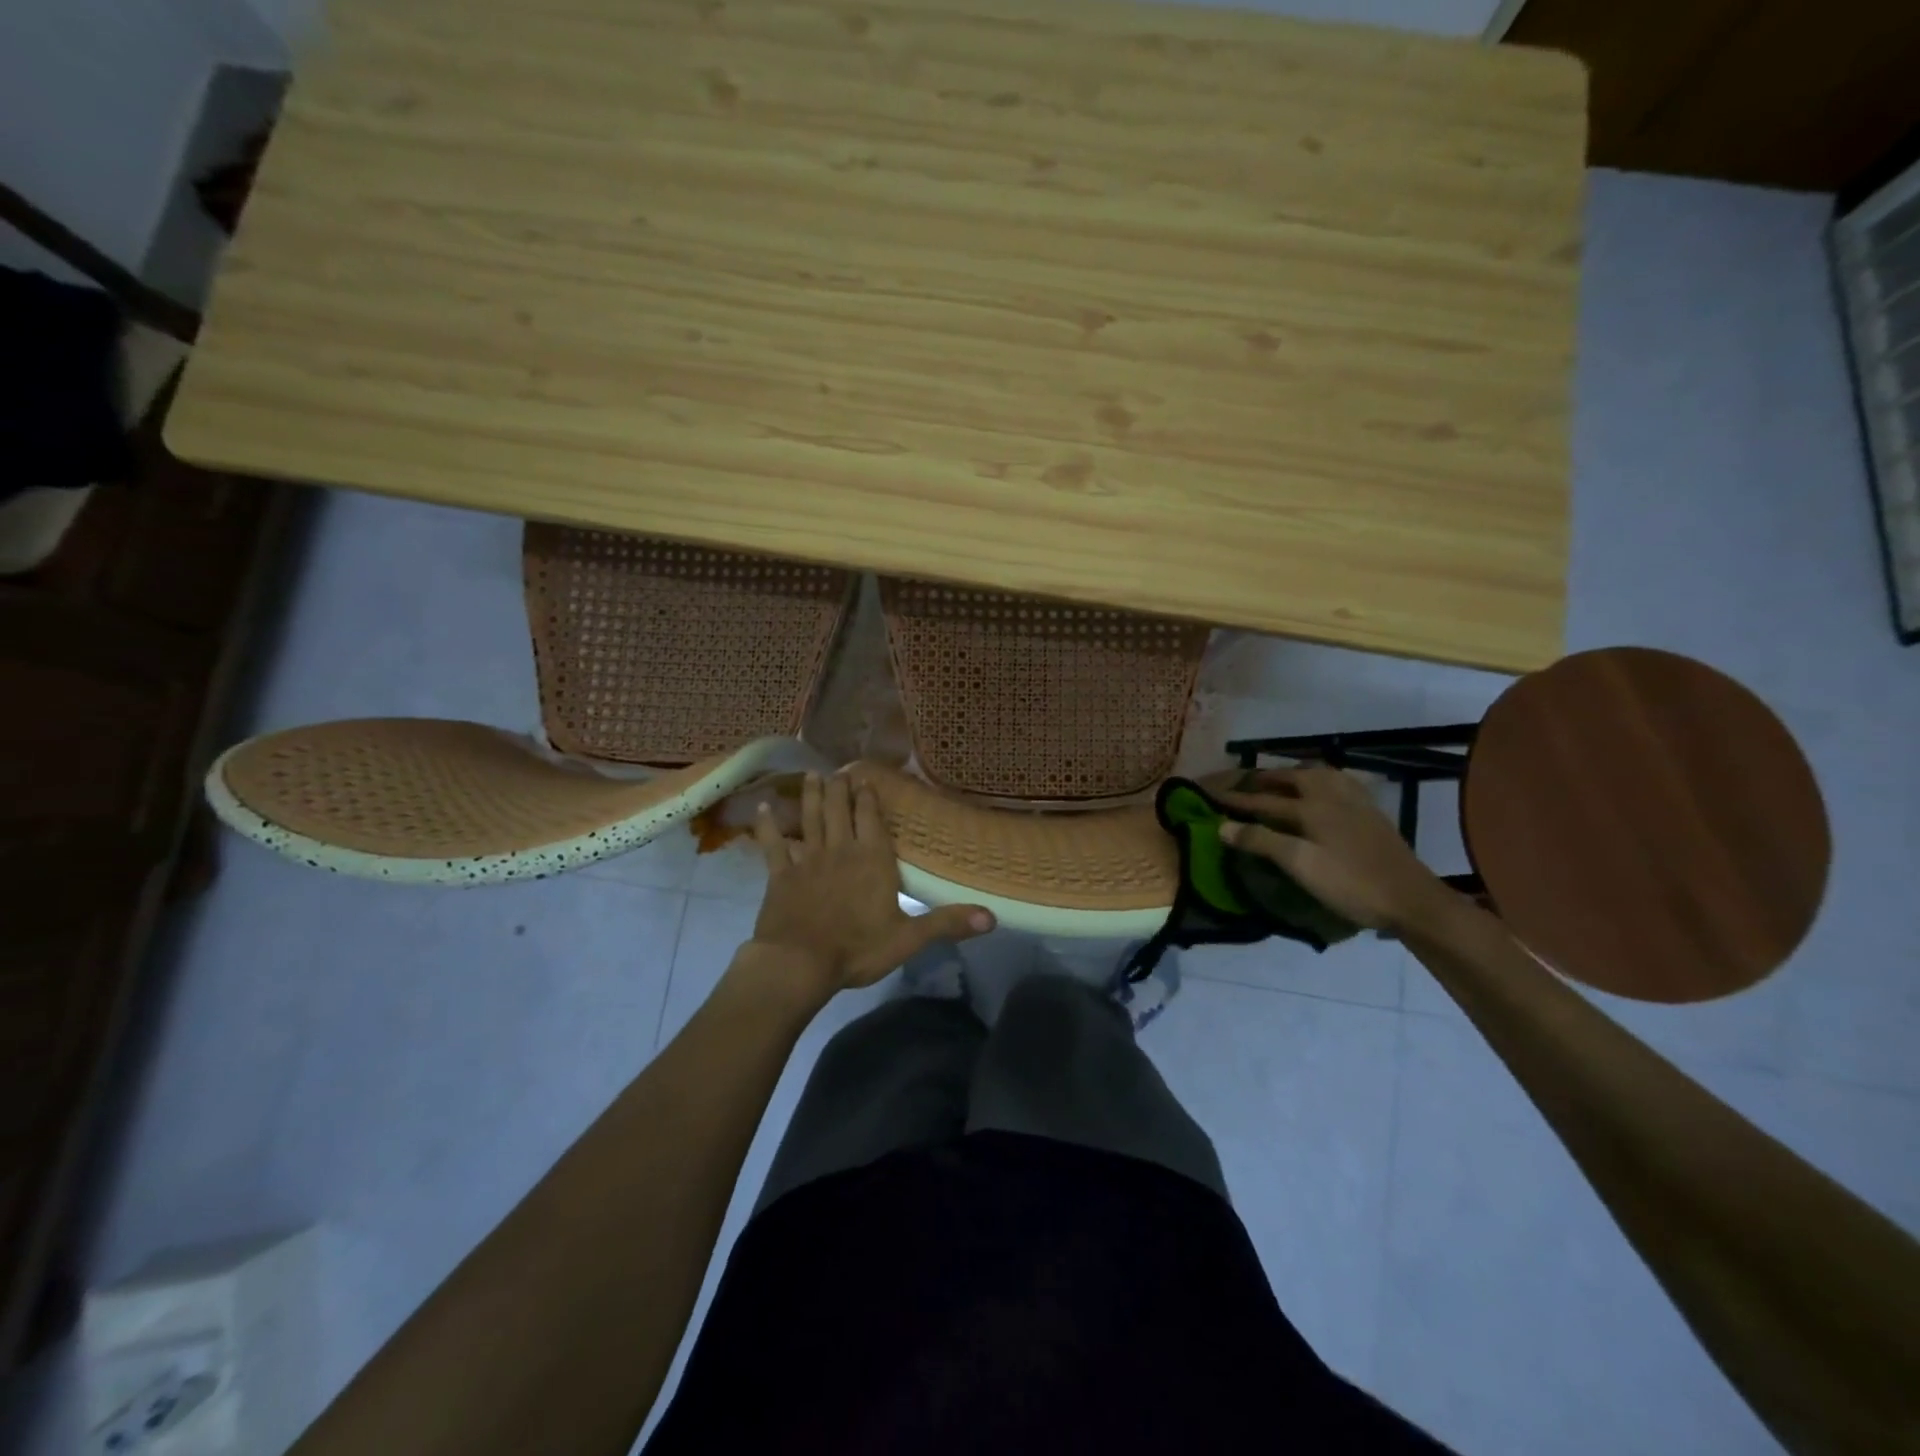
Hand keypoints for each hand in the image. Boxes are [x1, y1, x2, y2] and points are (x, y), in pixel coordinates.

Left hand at [748, 771, 993, 991]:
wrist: (799, 963)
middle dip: (840, 789)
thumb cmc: (857, 949)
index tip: (865, 779)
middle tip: (838, 770)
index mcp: (873, 860)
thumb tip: (993, 918)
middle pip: (840, 811)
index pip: (872, 820)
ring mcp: (808, 860)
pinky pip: (773, 846)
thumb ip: (948, 923)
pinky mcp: (780, 875)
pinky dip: (767, 827)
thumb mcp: (909, 938)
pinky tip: (762, 809)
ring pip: (810, 820)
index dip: (868, 798)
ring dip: (811, 797)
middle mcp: (841, 850)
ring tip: (811, 776)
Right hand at [1214, 764, 1452, 934]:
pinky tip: (1321, 789)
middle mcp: (1331, 795)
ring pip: (1317, 775)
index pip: (1263, 801)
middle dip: (1263, 780)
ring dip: (1292, 775)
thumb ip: (1261, 842)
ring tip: (1278, 781)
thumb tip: (1222, 826)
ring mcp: (1355, 801)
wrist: (1411, 899)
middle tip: (1242, 784)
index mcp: (1311, 807)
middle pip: (1291, 778)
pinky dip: (1319, 780)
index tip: (1210, 796)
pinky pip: (1338, 782)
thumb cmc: (1350, 883)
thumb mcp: (1300, 864)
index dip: (1236, 800)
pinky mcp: (1371, 811)